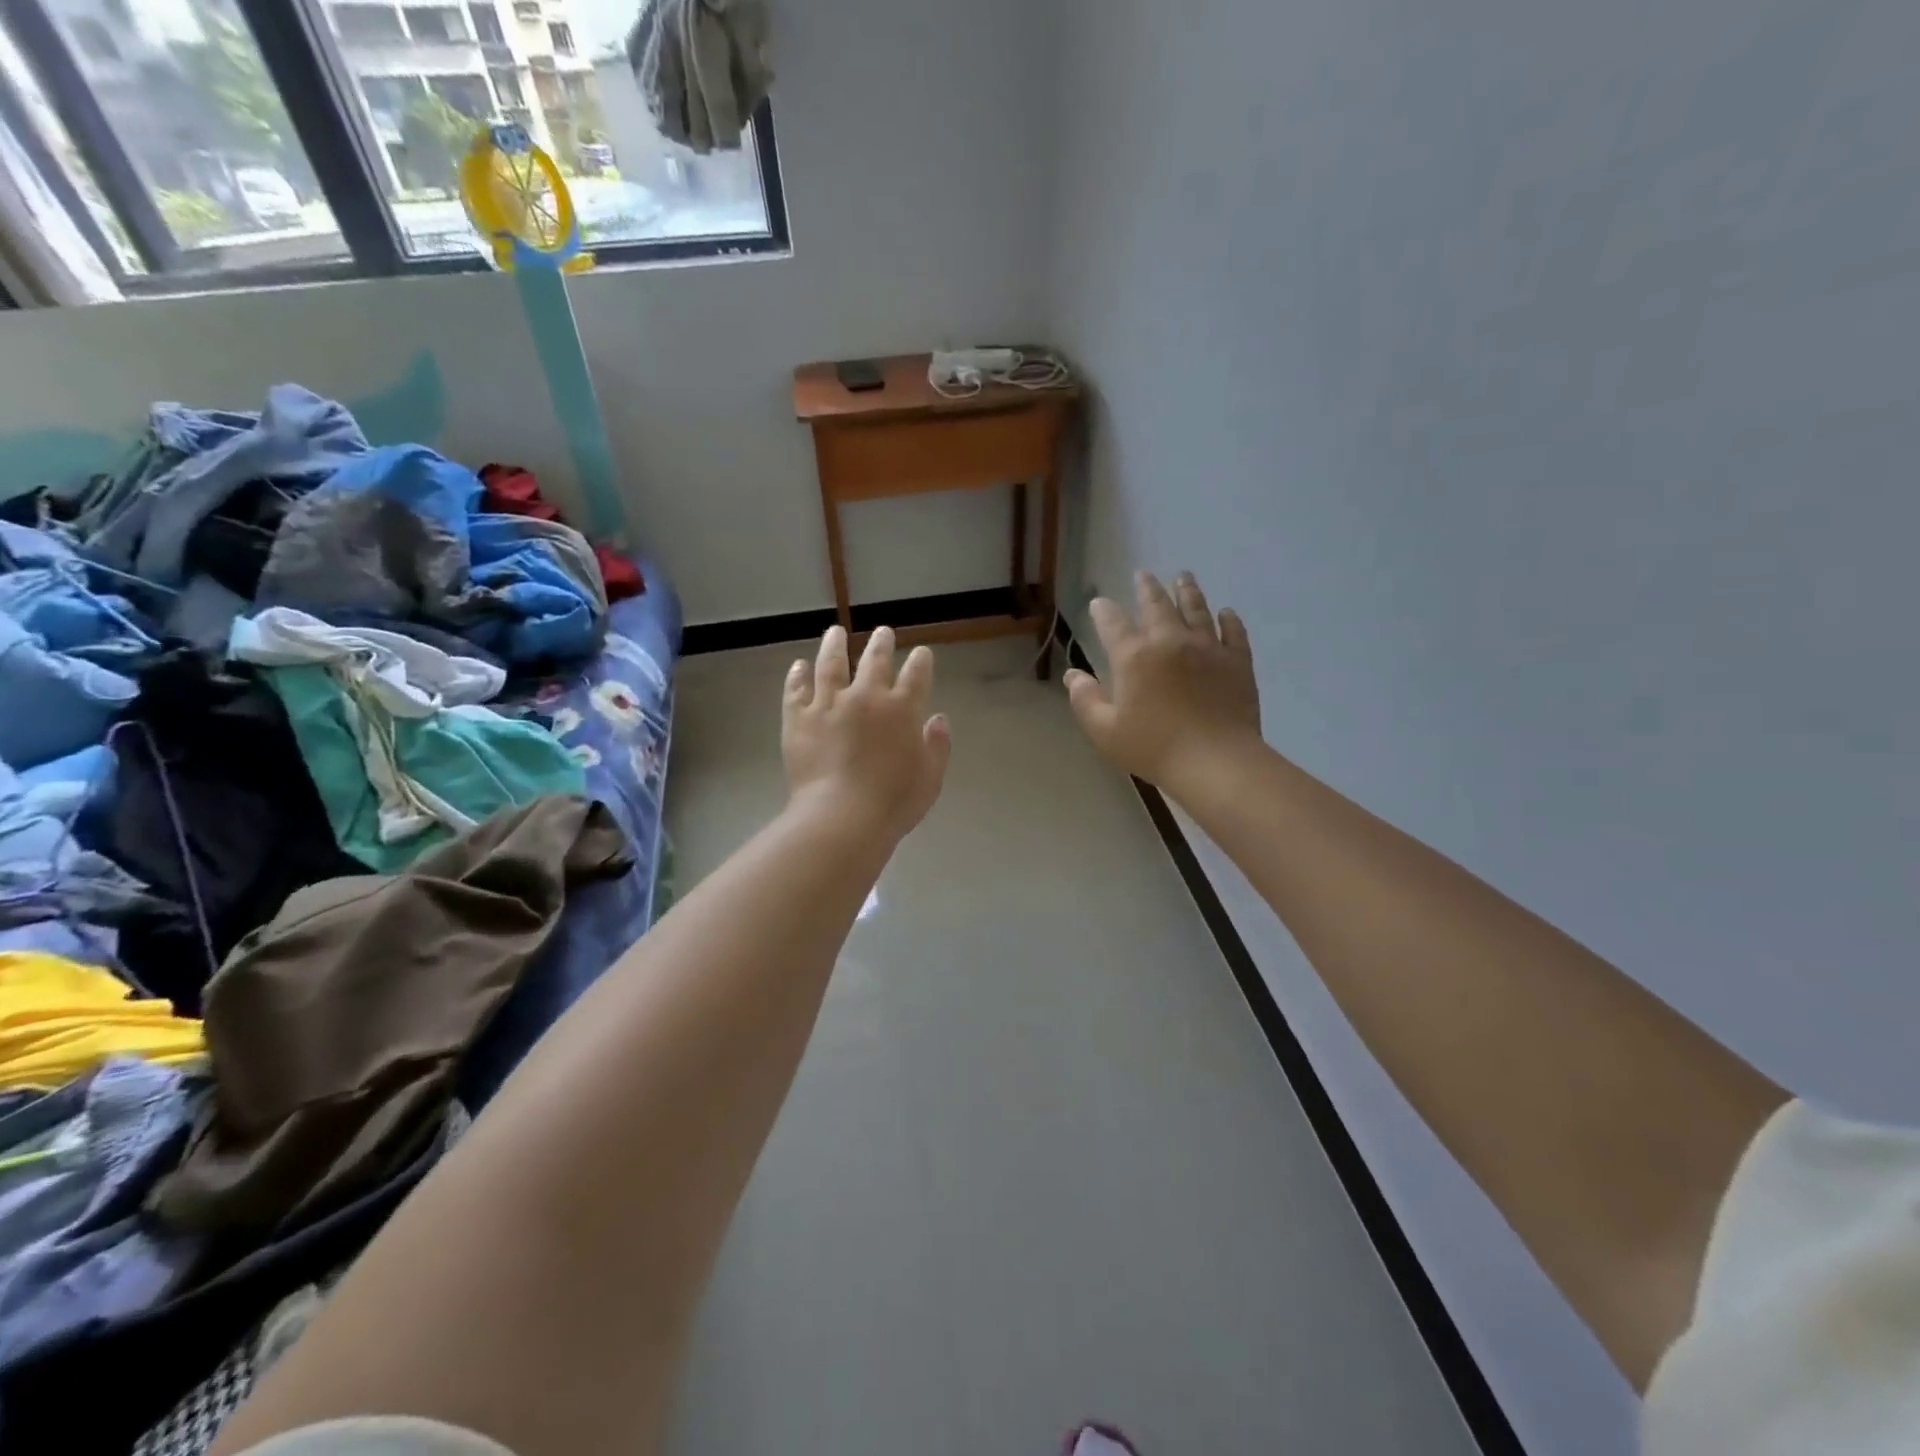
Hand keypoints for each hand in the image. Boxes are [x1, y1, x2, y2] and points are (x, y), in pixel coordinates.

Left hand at [783, 625, 951, 841]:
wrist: (840, 816)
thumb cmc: (893, 802)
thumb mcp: (930, 778)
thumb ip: (937, 746)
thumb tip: (938, 719)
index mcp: (902, 709)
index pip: (916, 675)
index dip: (921, 661)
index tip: (922, 653)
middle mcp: (866, 697)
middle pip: (874, 660)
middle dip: (881, 643)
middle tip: (883, 632)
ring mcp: (829, 704)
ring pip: (831, 664)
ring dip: (835, 645)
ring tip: (836, 632)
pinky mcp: (799, 718)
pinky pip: (797, 689)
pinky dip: (798, 675)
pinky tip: (799, 666)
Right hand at [1065, 570, 1261, 788]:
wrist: (1215, 761)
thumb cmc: (1153, 748)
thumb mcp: (1104, 730)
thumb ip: (1085, 700)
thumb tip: (1072, 675)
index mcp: (1134, 657)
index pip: (1113, 624)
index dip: (1103, 611)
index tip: (1098, 603)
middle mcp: (1170, 642)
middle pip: (1157, 605)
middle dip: (1147, 588)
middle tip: (1143, 574)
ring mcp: (1208, 648)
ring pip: (1196, 609)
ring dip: (1187, 591)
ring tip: (1183, 577)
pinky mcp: (1237, 662)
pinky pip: (1233, 632)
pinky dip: (1229, 619)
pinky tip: (1227, 613)